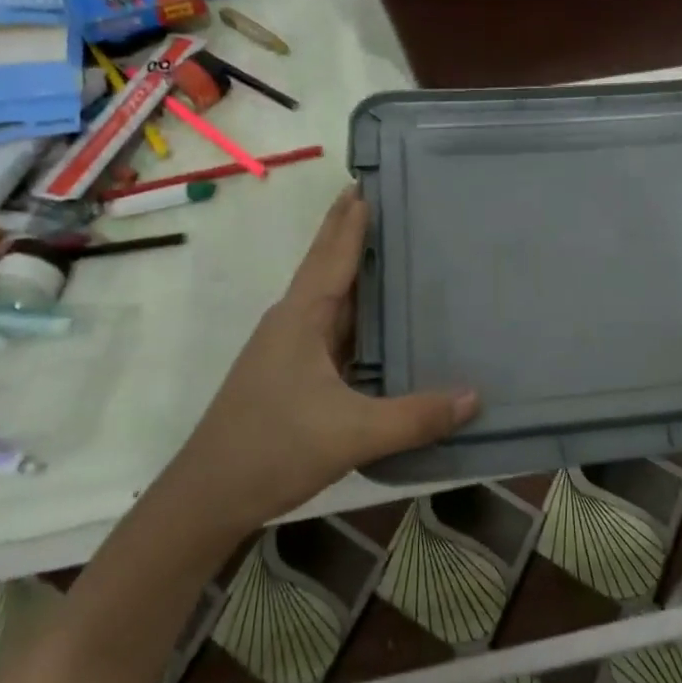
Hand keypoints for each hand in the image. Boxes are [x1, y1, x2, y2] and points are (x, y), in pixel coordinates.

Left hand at [175, 188, 477, 526]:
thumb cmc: (273, 449)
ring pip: (328, 299)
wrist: (206, 500)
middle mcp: (292, 323)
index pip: (332, 255)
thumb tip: (475, 397)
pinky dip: (355, 314)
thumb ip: (414, 417)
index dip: (350, 220)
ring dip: (353, 272)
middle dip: (348, 231)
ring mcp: (288, 350)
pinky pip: (332, 330)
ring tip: (390, 250)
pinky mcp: (291, 375)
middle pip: (326, 265)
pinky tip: (378, 322)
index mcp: (300, 318)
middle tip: (379, 198)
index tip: (367, 183)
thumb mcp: (352, 434)